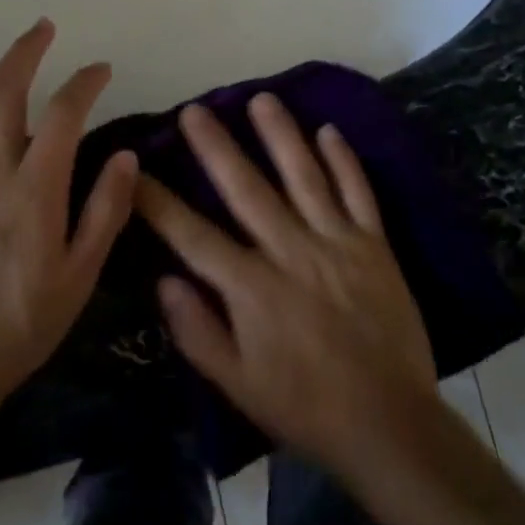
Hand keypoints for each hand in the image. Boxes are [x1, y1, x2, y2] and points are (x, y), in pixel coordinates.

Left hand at [0, 19, 136, 415]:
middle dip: (24, 52)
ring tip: (15, 57)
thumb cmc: (24, 323)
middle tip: (43, 27)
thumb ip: (104, 210)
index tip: (101, 69)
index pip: (60, 115)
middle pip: (3, 92)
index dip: (83, 83)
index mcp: (32, 192)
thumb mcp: (80, 275)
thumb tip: (124, 156)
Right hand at [135, 95, 438, 476]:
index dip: (159, 202)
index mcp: (251, 288)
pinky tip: (328, 130)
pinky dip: (343, 160)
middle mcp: (290, 252)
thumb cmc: (305, 407)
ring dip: (280, 135)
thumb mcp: (238, 385)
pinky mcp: (374, 245)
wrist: (390, 425)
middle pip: (246, 189)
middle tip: (196, 110)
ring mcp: (336, 242)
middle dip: (216, 147)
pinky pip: (357, 192)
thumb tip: (164, 280)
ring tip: (261, 99)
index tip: (135, 171)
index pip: (193, 235)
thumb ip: (197, 332)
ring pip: (303, 176)